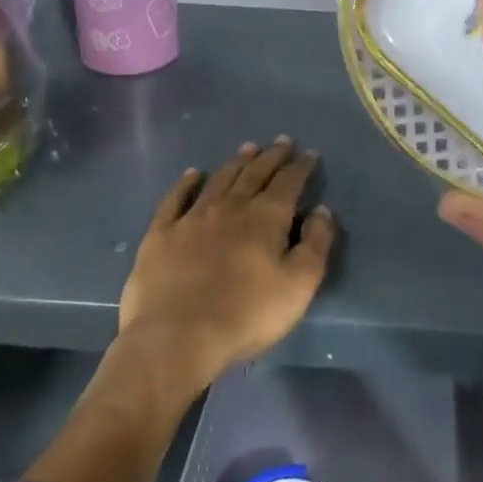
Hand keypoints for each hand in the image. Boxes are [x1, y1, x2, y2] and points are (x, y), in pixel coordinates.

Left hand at [117, 138, 335, 392]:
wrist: (176, 339)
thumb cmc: (246, 315)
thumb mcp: (298, 286)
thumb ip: (315, 244)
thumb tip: (321, 210)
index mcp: (266, 217)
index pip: (288, 182)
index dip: (300, 167)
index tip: (309, 154)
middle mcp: (230, 207)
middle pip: (255, 173)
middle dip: (271, 156)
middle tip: (282, 142)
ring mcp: (192, 218)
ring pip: (219, 179)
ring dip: (236, 162)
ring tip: (247, 149)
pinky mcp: (161, 234)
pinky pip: (175, 199)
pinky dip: (186, 183)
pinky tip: (192, 174)